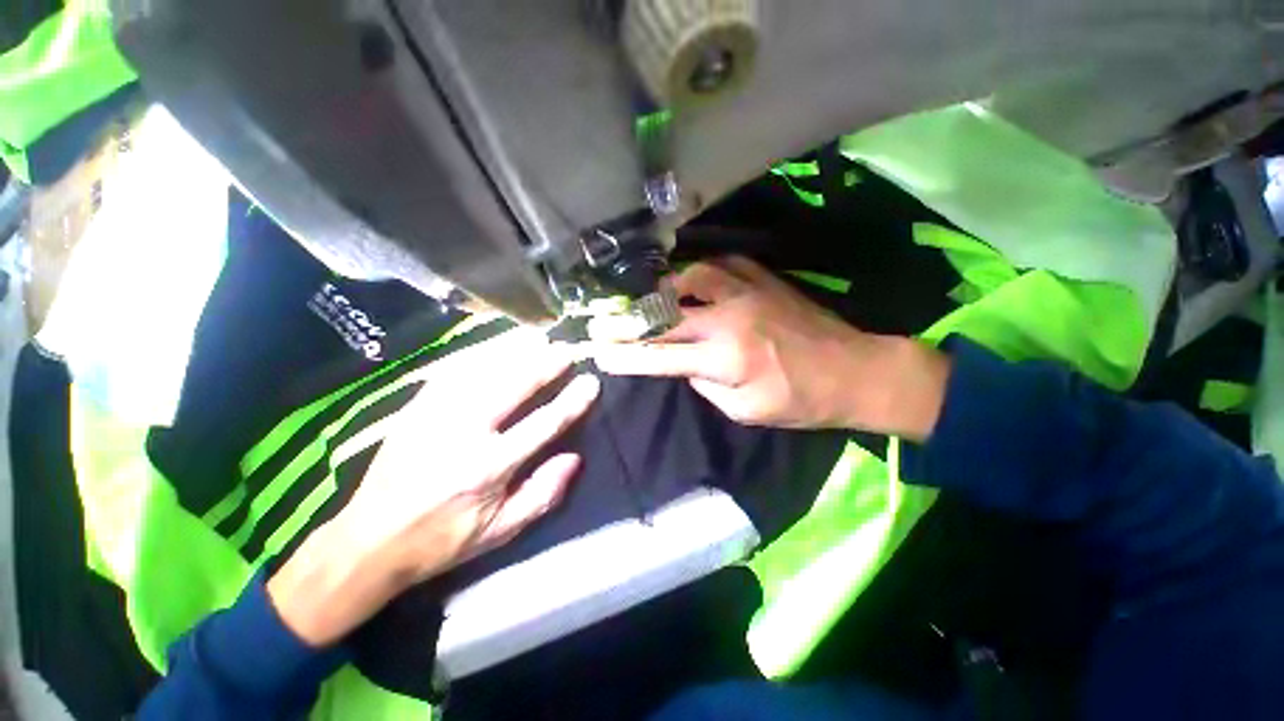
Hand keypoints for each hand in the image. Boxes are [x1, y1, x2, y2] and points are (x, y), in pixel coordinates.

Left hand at [268, 329, 599, 645]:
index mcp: (488, 468)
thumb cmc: (443, 539)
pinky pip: (454, 369)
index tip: (590, 382)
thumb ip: (543, 494)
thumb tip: (574, 458)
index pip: (543, 424)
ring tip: (540, 338)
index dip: (571, 401)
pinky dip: (480, 353)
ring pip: (484, 369)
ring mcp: (435, 414)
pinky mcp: (417, 407)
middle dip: (545, 363)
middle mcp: (463, 433)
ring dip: (516, 351)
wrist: (369, 540)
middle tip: (567, 349)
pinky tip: (497, 345)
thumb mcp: (500, 531)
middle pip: (513, 385)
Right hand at [593, 256, 948, 435]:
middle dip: (628, 321)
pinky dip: (699, 272)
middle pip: (665, 315)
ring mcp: (747, 291)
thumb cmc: (800, 401)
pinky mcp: (763, 279)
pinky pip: (721, 265)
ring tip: (650, 296)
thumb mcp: (745, 410)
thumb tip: (684, 364)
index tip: (599, 353)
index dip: (626, 356)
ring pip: (690, 277)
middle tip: (604, 321)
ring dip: (664, 287)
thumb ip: (706, 385)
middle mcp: (729, 318)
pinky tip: (691, 280)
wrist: (854, 370)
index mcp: (725, 358)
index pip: (660, 356)